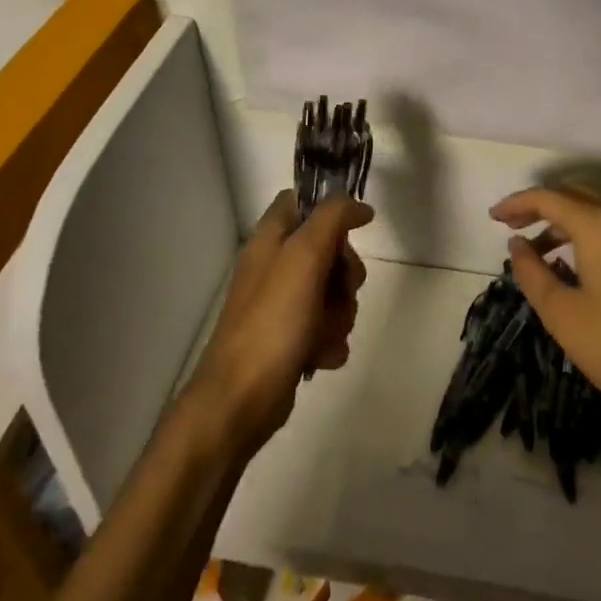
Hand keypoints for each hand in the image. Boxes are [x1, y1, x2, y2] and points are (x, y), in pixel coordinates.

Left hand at [187, 191, 372, 450]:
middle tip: (340, 291)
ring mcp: (283, 306)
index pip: (300, 201)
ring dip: (340, 315)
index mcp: (270, 240)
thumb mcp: (304, 256)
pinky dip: (330, 342)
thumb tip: (359, 205)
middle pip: (329, 251)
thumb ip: (332, 218)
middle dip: (345, 275)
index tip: (351, 232)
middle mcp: (275, 267)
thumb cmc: (272, 321)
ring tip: (323, 334)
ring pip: (334, 294)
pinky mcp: (292, 339)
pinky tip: (318, 357)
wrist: (242, 399)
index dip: (329, 211)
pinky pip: (329, 329)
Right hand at [491, 184, 600, 438]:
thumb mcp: (561, 313)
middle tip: (510, 226)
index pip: (549, 198)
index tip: (492, 218)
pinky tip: (570, 262)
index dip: (517, 203)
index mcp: (600, 226)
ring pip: (596, 210)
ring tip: (535, 250)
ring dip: (562, 221)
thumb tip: (517, 244)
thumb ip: (532, 272)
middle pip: (574, 195)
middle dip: (539, 206)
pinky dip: (585, 233)